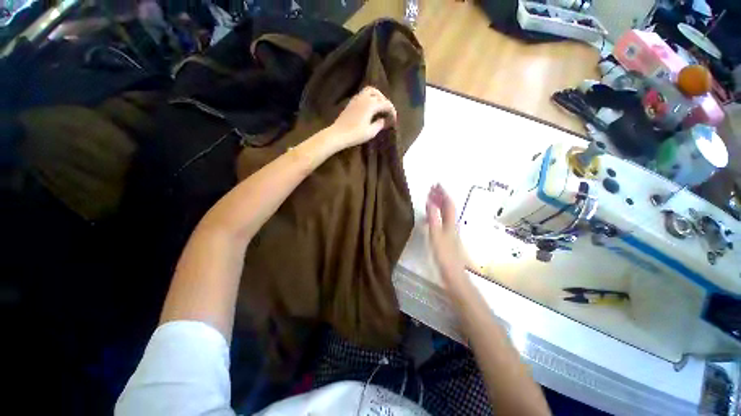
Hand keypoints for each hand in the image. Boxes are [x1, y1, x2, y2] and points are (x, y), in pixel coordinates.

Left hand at [329, 86, 397, 148]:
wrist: (338, 134)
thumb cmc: (355, 134)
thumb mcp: (371, 132)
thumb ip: (379, 124)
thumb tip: (384, 120)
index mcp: (371, 104)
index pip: (386, 104)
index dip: (392, 111)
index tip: (394, 120)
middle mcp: (365, 98)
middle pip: (379, 95)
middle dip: (385, 102)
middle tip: (387, 112)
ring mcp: (357, 99)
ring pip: (370, 91)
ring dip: (377, 97)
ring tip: (379, 107)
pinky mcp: (351, 102)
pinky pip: (363, 95)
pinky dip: (370, 98)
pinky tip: (370, 108)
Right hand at [426, 184, 466, 281]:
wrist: (453, 273)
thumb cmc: (444, 254)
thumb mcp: (436, 235)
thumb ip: (433, 218)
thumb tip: (431, 202)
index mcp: (450, 222)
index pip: (448, 203)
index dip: (443, 193)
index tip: (436, 184)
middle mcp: (452, 224)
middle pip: (448, 207)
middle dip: (441, 196)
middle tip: (433, 188)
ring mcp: (450, 231)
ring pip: (445, 213)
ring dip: (439, 204)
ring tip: (431, 199)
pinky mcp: (447, 237)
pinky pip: (442, 220)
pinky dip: (437, 214)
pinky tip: (431, 217)